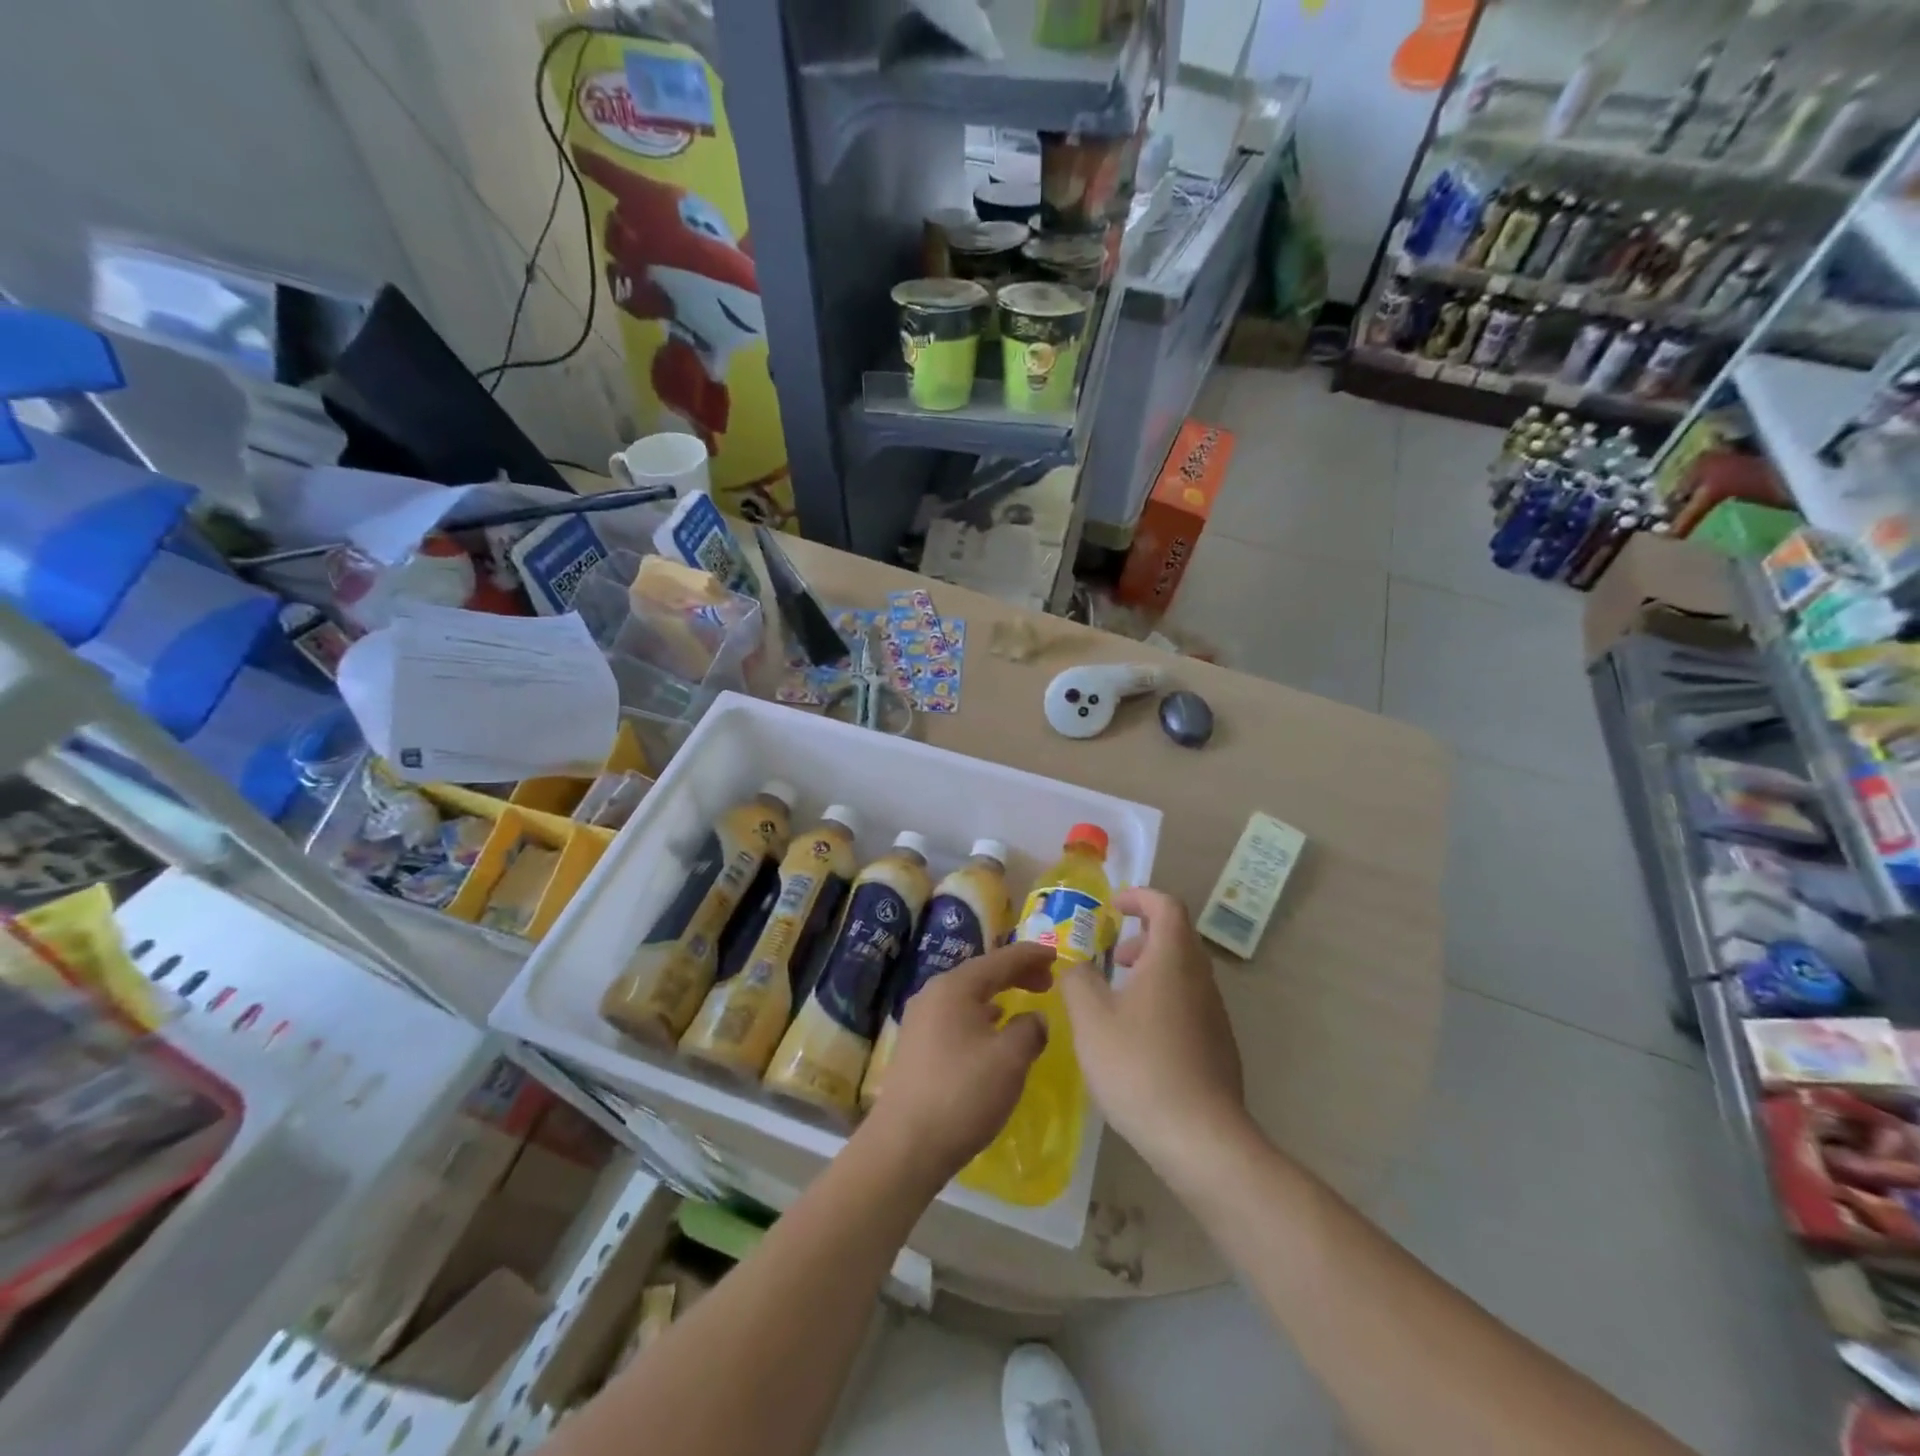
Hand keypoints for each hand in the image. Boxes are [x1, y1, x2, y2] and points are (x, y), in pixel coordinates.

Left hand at [861, 942, 1051, 1188]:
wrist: (905, 1146)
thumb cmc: (962, 1094)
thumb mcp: (1010, 1059)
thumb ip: (1030, 1030)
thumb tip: (1034, 1018)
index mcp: (954, 987)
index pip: (999, 960)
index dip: (1030, 956)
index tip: (1055, 956)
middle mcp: (932, 995)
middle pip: (981, 975)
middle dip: (1015, 974)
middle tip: (1046, 982)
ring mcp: (919, 1021)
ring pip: (967, 997)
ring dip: (998, 996)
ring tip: (1023, 1005)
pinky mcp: (916, 1047)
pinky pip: (956, 1017)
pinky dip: (981, 1017)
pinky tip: (992, 1034)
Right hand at [1057, 887, 1245, 1167]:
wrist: (1200, 1138)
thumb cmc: (1139, 1066)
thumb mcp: (1091, 1019)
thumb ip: (1077, 980)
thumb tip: (1074, 964)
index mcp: (1173, 960)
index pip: (1166, 905)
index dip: (1139, 897)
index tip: (1113, 908)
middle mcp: (1200, 979)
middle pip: (1177, 937)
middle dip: (1143, 936)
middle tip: (1113, 956)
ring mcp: (1215, 1014)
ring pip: (1184, 972)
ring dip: (1152, 970)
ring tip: (1119, 999)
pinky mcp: (1220, 1046)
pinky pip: (1189, 1003)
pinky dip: (1163, 999)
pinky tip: (1139, 1038)